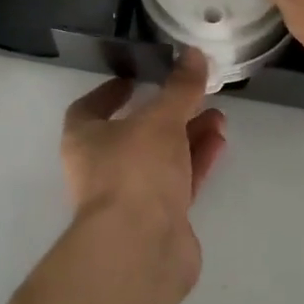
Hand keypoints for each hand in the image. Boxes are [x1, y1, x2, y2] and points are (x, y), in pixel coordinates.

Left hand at [61, 50, 226, 289]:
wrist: (140, 249)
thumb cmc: (135, 171)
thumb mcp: (161, 120)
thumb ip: (180, 88)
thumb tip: (194, 53)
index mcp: (84, 139)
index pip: (90, 108)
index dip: (111, 92)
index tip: (136, 78)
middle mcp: (102, 167)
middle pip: (134, 133)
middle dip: (167, 113)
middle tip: (194, 94)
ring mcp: (130, 196)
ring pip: (161, 158)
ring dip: (188, 136)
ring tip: (219, 116)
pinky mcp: (158, 220)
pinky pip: (178, 181)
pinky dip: (196, 161)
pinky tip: (220, 142)